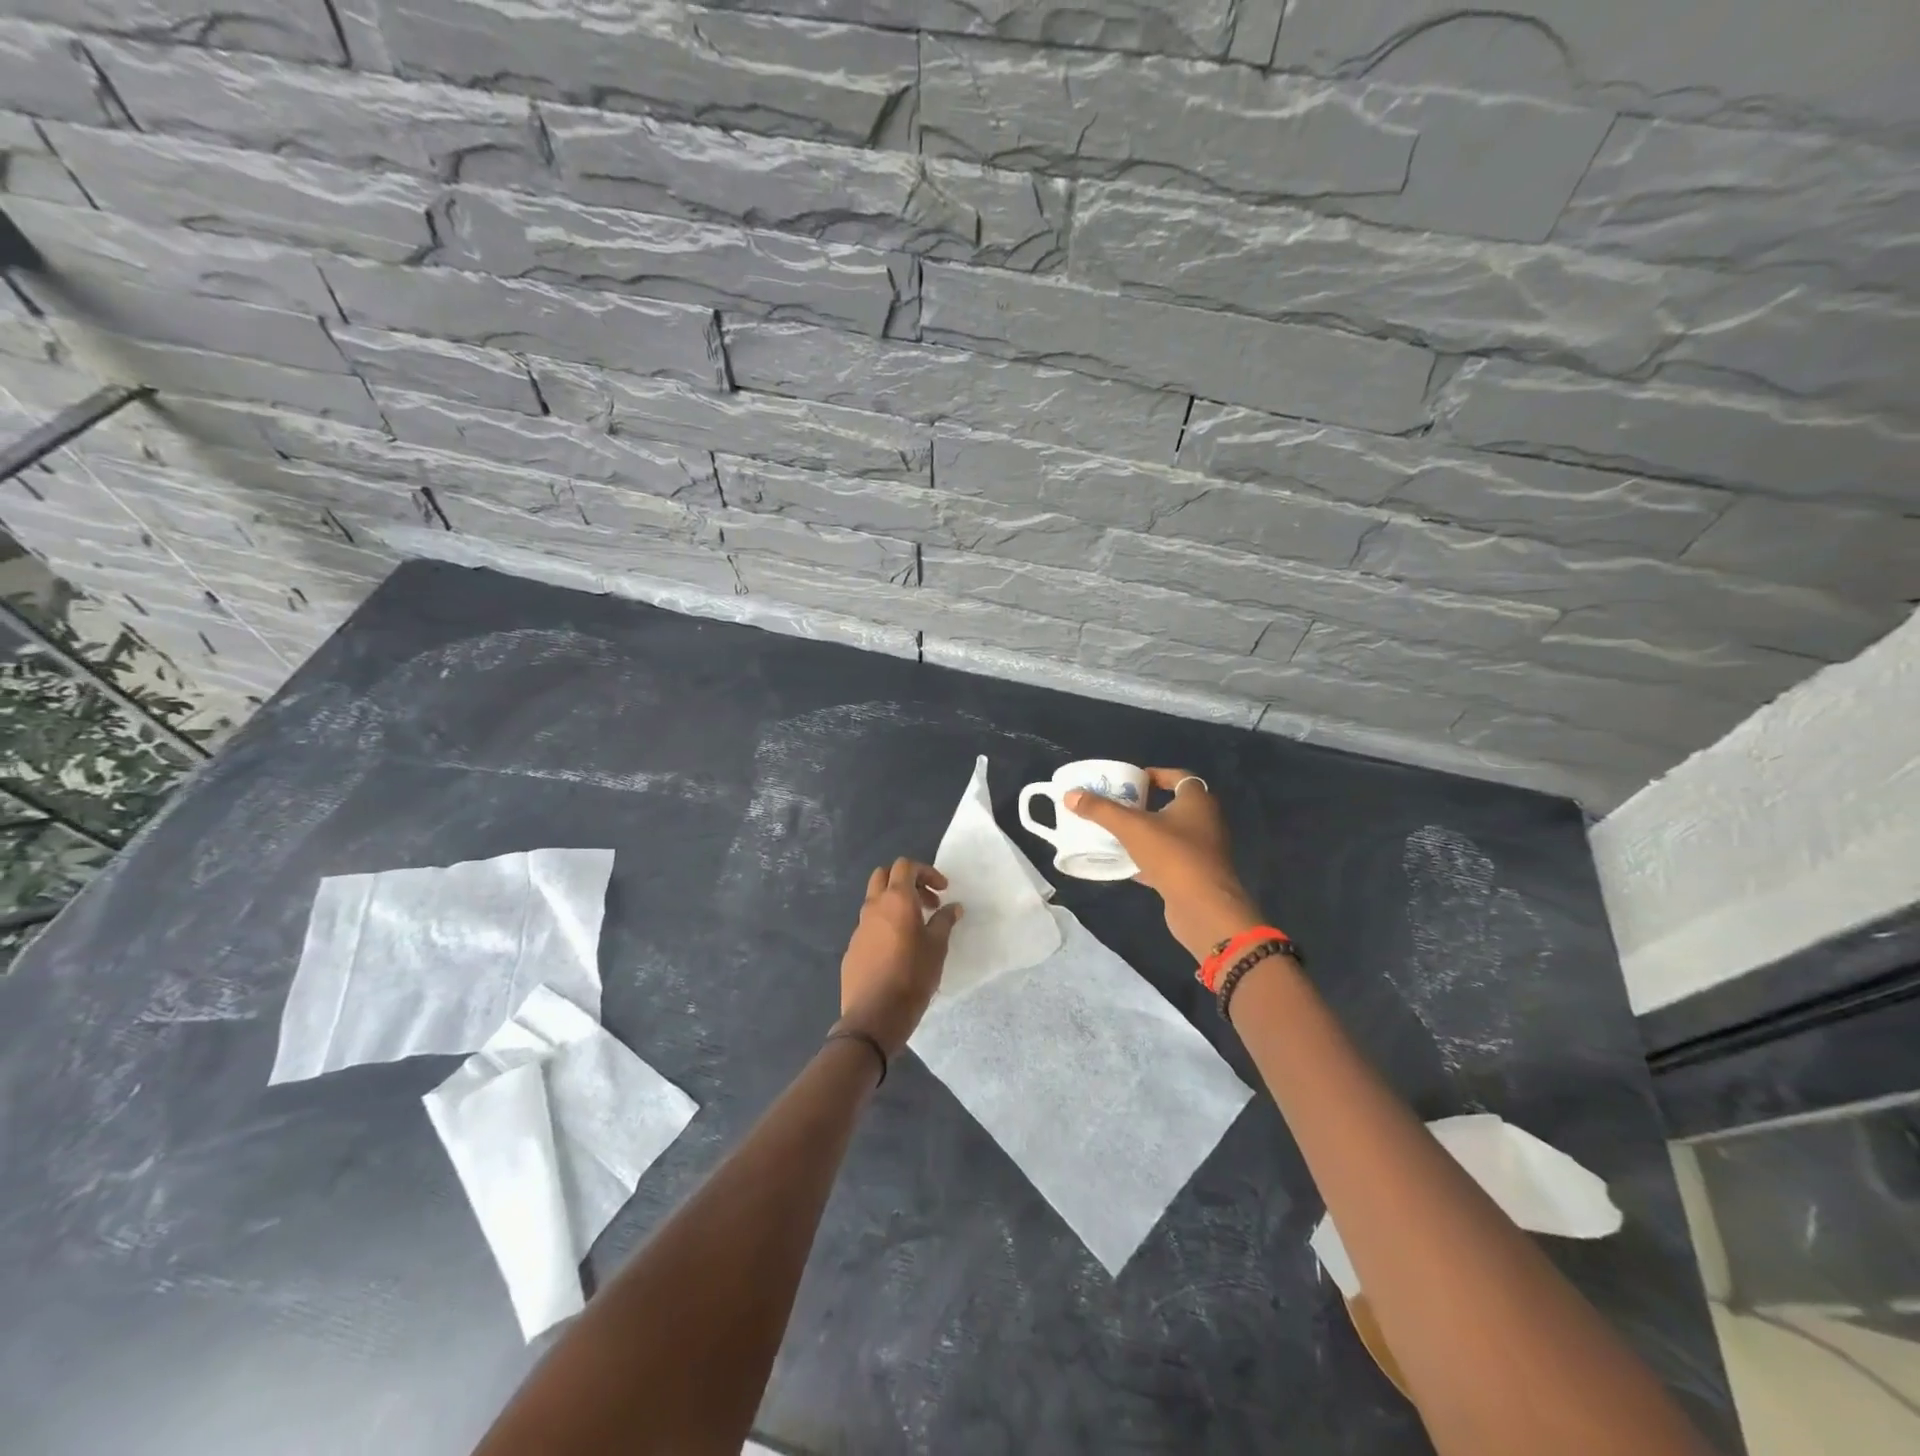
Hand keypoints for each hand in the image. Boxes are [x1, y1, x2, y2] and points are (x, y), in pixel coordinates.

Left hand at [837, 858, 962, 1055]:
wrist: (874, 1016)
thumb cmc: (912, 976)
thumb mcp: (937, 948)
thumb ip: (945, 921)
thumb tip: (953, 907)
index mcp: (896, 900)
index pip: (905, 866)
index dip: (926, 872)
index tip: (943, 891)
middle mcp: (874, 907)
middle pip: (884, 875)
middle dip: (907, 881)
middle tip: (928, 902)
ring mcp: (859, 927)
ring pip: (875, 901)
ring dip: (895, 904)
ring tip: (916, 928)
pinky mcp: (852, 948)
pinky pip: (870, 926)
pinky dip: (885, 925)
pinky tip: (898, 951)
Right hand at [1064, 769, 1262, 960]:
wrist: (1203, 907)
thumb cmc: (1172, 855)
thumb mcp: (1131, 828)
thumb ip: (1101, 810)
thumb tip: (1070, 794)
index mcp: (1197, 800)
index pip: (1179, 776)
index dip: (1155, 775)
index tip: (1131, 781)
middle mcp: (1206, 821)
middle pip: (1173, 805)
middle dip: (1146, 805)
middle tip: (1119, 806)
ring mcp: (1204, 850)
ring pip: (1171, 834)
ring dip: (1147, 833)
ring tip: (1118, 833)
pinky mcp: (1197, 874)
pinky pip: (1170, 859)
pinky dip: (1150, 859)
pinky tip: (1127, 865)